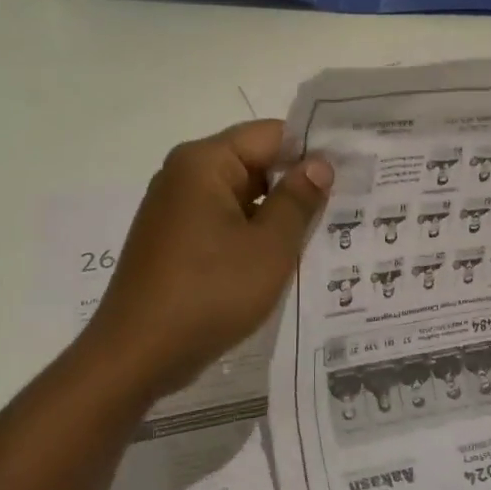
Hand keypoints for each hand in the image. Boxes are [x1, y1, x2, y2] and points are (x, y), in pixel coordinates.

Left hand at [84, 121, 331, 402]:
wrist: (138, 354)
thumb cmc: (209, 293)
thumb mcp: (269, 247)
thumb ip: (298, 200)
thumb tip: (319, 163)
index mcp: (204, 162)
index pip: (271, 135)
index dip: (313, 151)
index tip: (352, 173)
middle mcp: (184, 176)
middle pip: (254, 163)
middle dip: (296, 186)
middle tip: (347, 208)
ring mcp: (175, 211)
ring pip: (241, 198)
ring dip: (276, 216)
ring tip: (323, 236)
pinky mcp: (173, 243)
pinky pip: (222, 225)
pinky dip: (251, 236)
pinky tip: (280, 261)